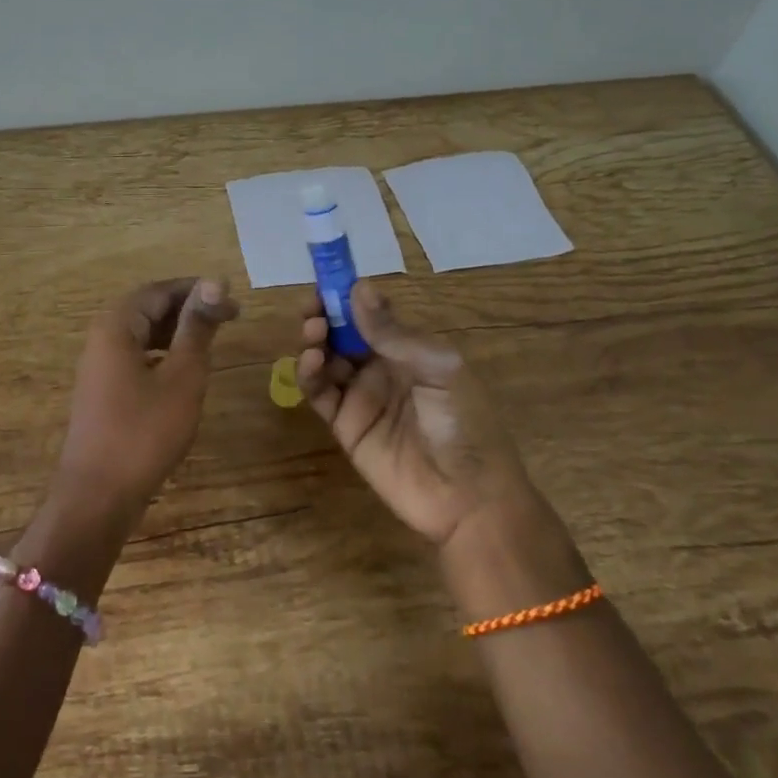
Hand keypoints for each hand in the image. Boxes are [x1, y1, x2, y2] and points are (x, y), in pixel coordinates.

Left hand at [56, 277, 239, 520]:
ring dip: (177, 334)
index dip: (197, 291)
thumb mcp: (181, 376)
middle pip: (148, 309)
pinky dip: (162, 356)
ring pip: (142, 334)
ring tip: (211, 344)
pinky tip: (184, 373)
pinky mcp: (103, 392)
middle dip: (188, 311)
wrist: (97, 496)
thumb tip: (215, 282)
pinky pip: (135, 358)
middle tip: (229, 321)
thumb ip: (197, 328)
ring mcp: (99, 367)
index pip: (159, 291)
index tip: (233, 304)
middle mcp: (101, 338)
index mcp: (116, 326)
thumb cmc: (144, 432)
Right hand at [297, 281, 534, 546]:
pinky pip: (320, 393)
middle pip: (343, 332)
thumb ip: (394, 333)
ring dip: (315, 339)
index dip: (349, 295)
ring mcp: (361, 396)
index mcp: (410, 349)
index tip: (329, 279)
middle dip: (325, 314)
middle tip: (314, 307)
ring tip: (313, 331)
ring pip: (326, 358)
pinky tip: (310, 361)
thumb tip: (359, 287)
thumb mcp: (438, 368)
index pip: (371, 313)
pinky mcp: (344, 425)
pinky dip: (308, 374)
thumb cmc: (464, 423)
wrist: (468, 498)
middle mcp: (381, 367)